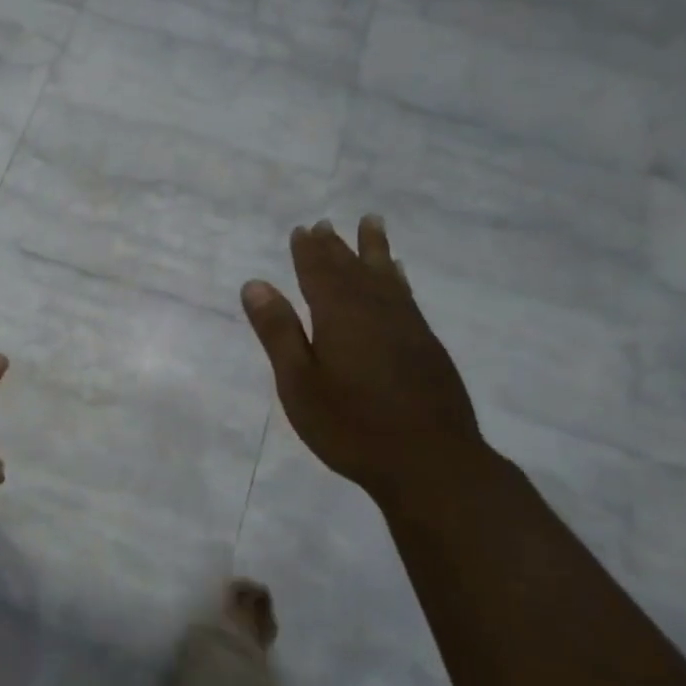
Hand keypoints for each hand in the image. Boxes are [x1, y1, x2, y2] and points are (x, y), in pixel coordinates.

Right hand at [241, 217, 482, 505]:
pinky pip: (407, 296)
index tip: (301, 230)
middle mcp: (376, 310)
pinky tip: (399, 277)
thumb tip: (255, 284)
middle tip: (325, 224)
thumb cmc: (350, 425)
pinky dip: (398, 279)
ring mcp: (407, 326)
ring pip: (386, 277)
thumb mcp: (299, 383)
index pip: (319, 273)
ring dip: (375, 250)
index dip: (308, 251)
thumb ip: (279, 332)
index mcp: (339, 316)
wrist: (429, 460)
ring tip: (372, 224)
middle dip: (336, 246)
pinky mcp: (427, 346)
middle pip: (352, 269)